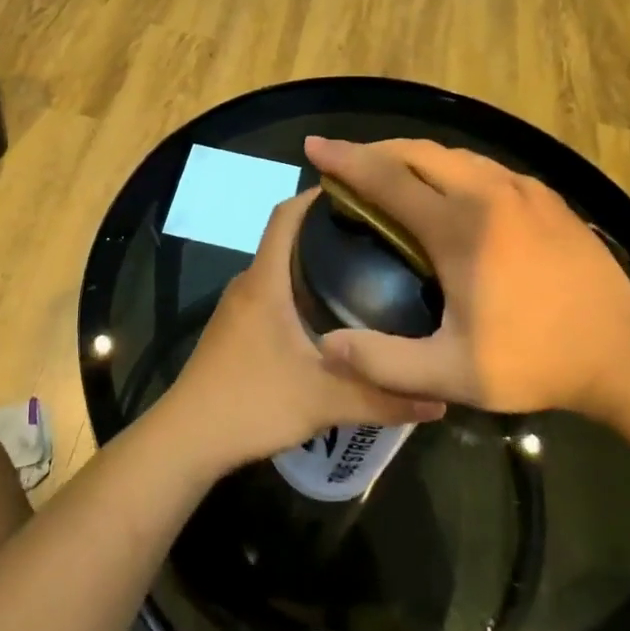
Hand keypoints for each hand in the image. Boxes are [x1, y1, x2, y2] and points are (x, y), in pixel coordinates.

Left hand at [160, 191, 445, 471]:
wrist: (187, 439)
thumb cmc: (252, 404)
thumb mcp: (324, 402)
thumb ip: (382, 398)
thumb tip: (441, 398)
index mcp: (265, 282)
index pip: (286, 215)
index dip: (316, 195)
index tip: (359, 191)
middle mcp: (249, 283)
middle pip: (288, 239)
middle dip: (328, 230)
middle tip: (379, 236)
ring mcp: (238, 307)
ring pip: (280, 269)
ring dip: (314, 263)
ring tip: (365, 270)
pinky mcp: (236, 329)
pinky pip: (272, 292)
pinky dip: (301, 289)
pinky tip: (332, 315)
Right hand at [304, 137, 629, 417]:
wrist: (625, 351)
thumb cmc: (535, 360)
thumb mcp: (453, 375)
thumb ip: (385, 362)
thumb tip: (327, 346)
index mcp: (460, 226)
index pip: (388, 178)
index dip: (345, 160)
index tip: (314, 146)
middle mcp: (488, 193)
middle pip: (417, 152)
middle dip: (375, 151)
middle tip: (345, 165)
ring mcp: (522, 190)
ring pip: (452, 154)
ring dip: (411, 157)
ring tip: (388, 176)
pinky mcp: (545, 196)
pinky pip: (482, 167)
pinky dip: (447, 168)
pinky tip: (446, 193)